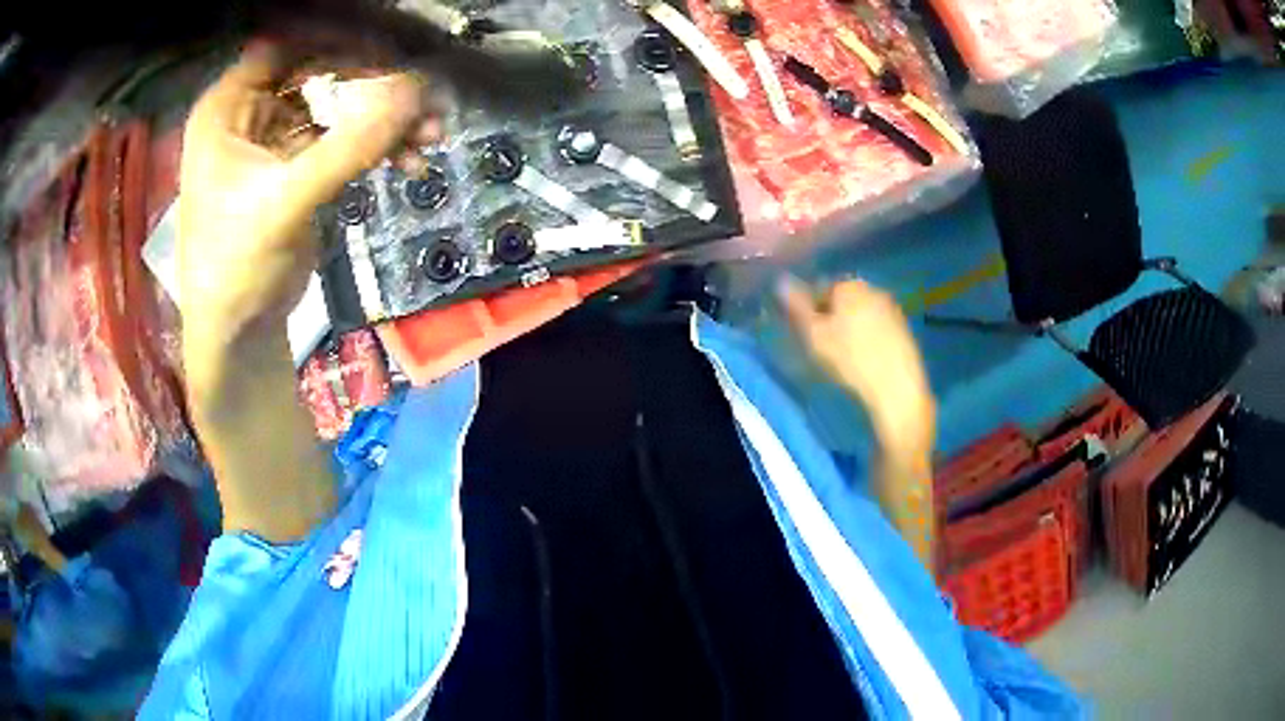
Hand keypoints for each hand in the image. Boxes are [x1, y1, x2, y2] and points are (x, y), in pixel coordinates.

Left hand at [175, 44, 428, 540]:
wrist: (239, 333)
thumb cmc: (236, 268)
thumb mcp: (286, 204)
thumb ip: (348, 146)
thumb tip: (417, 90)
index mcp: (228, 108)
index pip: (289, 47)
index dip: (340, 41)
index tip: (396, 47)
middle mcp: (251, 111)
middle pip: (322, 71)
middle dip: (375, 84)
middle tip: (424, 98)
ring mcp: (278, 136)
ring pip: (341, 104)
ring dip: (386, 118)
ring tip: (430, 135)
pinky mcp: (301, 163)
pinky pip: (348, 137)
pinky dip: (380, 145)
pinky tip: (410, 160)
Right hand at [780, 278, 935, 451]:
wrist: (897, 388)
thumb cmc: (851, 359)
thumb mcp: (815, 334)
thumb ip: (797, 306)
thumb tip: (781, 281)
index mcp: (850, 285)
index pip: (821, 288)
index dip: (810, 310)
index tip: (806, 334)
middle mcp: (874, 289)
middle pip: (843, 300)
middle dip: (832, 317)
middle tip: (823, 346)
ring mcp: (892, 309)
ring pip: (862, 314)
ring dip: (851, 329)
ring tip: (845, 357)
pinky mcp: (905, 330)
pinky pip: (878, 329)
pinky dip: (869, 340)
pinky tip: (866, 361)